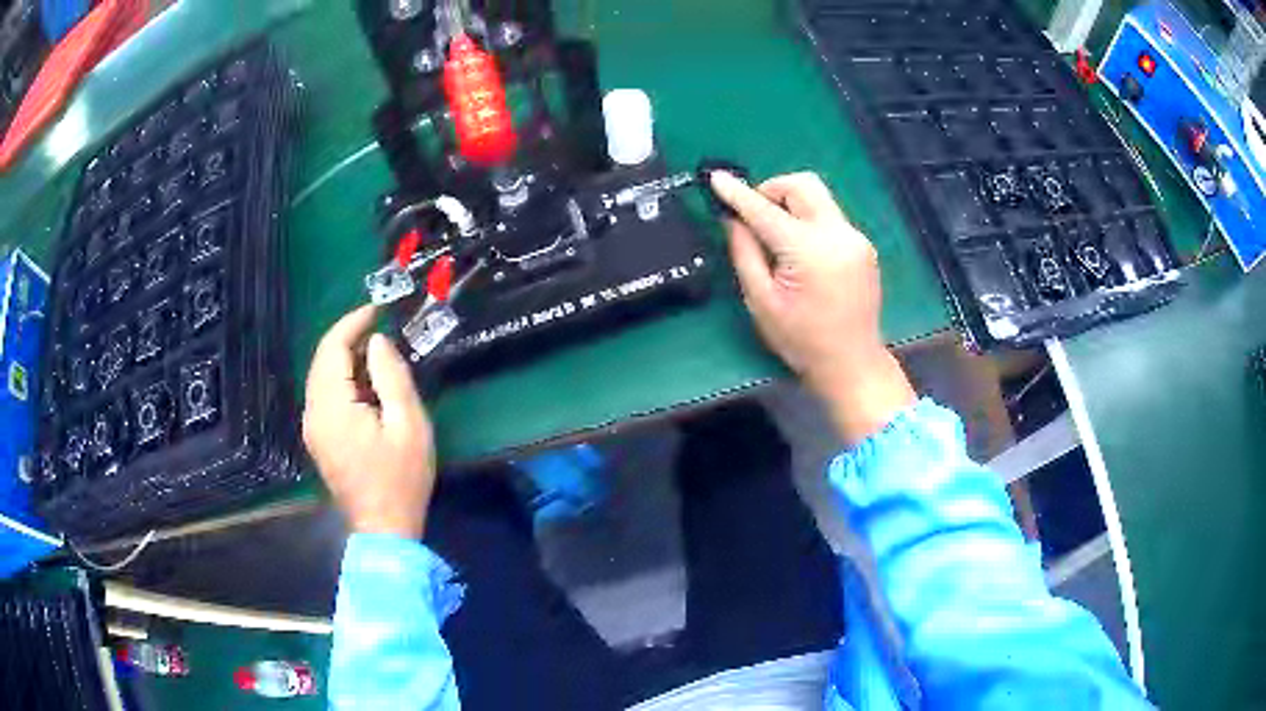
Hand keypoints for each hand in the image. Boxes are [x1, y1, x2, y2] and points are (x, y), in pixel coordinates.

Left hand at [303, 305, 435, 538]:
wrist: (384, 528)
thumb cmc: (401, 478)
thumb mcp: (408, 424)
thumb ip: (391, 377)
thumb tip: (377, 342)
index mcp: (332, 407)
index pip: (331, 349)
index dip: (352, 323)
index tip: (378, 310)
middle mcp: (313, 413)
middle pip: (322, 360)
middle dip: (348, 338)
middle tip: (380, 329)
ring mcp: (313, 428)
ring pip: (321, 378)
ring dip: (345, 359)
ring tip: (378, 354)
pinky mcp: (319, 439)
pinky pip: (324, 396)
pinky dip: (342, 380)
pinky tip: (366, 385)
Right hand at [711, 171, 916, 443]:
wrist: (852, 363)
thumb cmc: (801, 340)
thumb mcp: (761, 301)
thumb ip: (745, 253)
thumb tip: (733, 219)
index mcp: (809, 251)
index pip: (766, 210)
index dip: (738, 193)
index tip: (716, 178)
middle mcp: (838, 234)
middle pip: (803, 184)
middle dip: (772, 189)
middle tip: (755, 216)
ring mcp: (855, 238)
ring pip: (819, 198)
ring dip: (791, 204)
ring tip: (776, 236)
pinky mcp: (863, 246)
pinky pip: (830, 217)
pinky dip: (808, 221)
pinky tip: (800, 251)